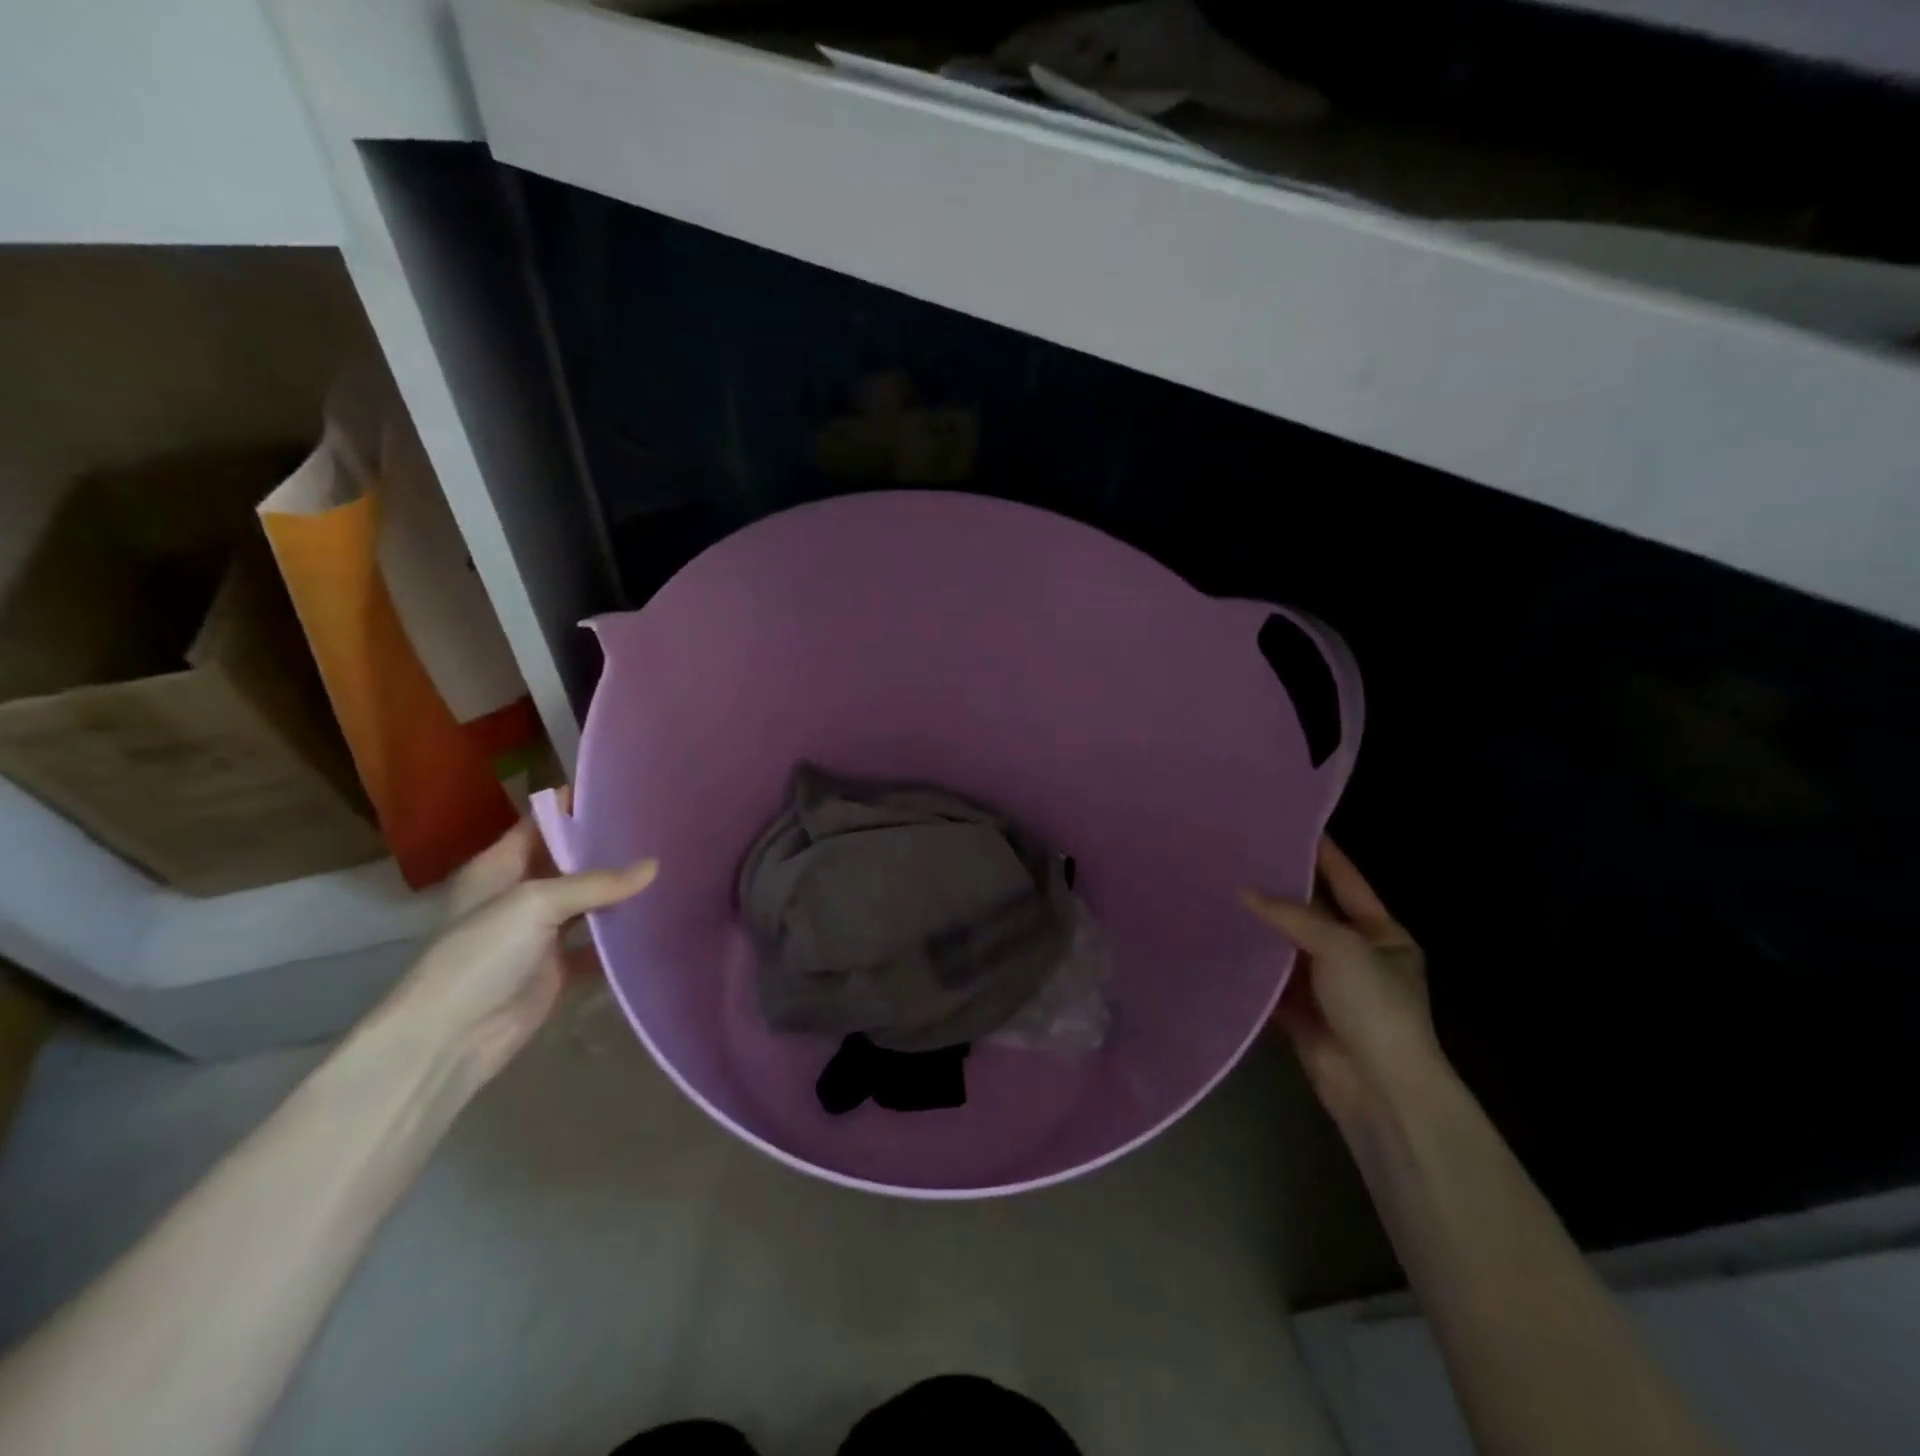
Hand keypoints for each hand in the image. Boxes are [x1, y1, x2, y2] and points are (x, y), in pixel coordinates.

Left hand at [373, 801, 657, 1087]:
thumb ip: (596, 883)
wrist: (450, 1040)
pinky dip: (622, 936)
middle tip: (659, 828)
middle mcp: (520, 893)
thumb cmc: (480, 955)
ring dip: (620, 892)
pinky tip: (658, 919)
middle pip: (570, 861)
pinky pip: (597, 944)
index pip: (541, 822)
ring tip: (669, 866)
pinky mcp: (558, 968)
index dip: (575, 804)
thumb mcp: (535, 903)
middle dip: (608, 846)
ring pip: (588, 902)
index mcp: (499, 866)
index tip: (623, 788)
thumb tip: (654, 866)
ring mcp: (540, 933)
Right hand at [1242, 839, 1436, 1135]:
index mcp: (1382, 935)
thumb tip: (1242, 891)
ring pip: (1287, 948)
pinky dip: (1249, 968)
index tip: (1290, 825)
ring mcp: (1327, 987)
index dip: (1322, 854)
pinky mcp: (1300, 1014)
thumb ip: (1291, 915)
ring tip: (1219, 893)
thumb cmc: (1375, 1006)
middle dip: (1279, 891)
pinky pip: (1270, 982)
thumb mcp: (1341, 946)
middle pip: (1312, 913)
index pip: (1347, 881)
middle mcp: (1355, 956)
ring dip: (1260, 929)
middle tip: (1238, 859)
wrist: (1378, 1089)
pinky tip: (1219, 944)